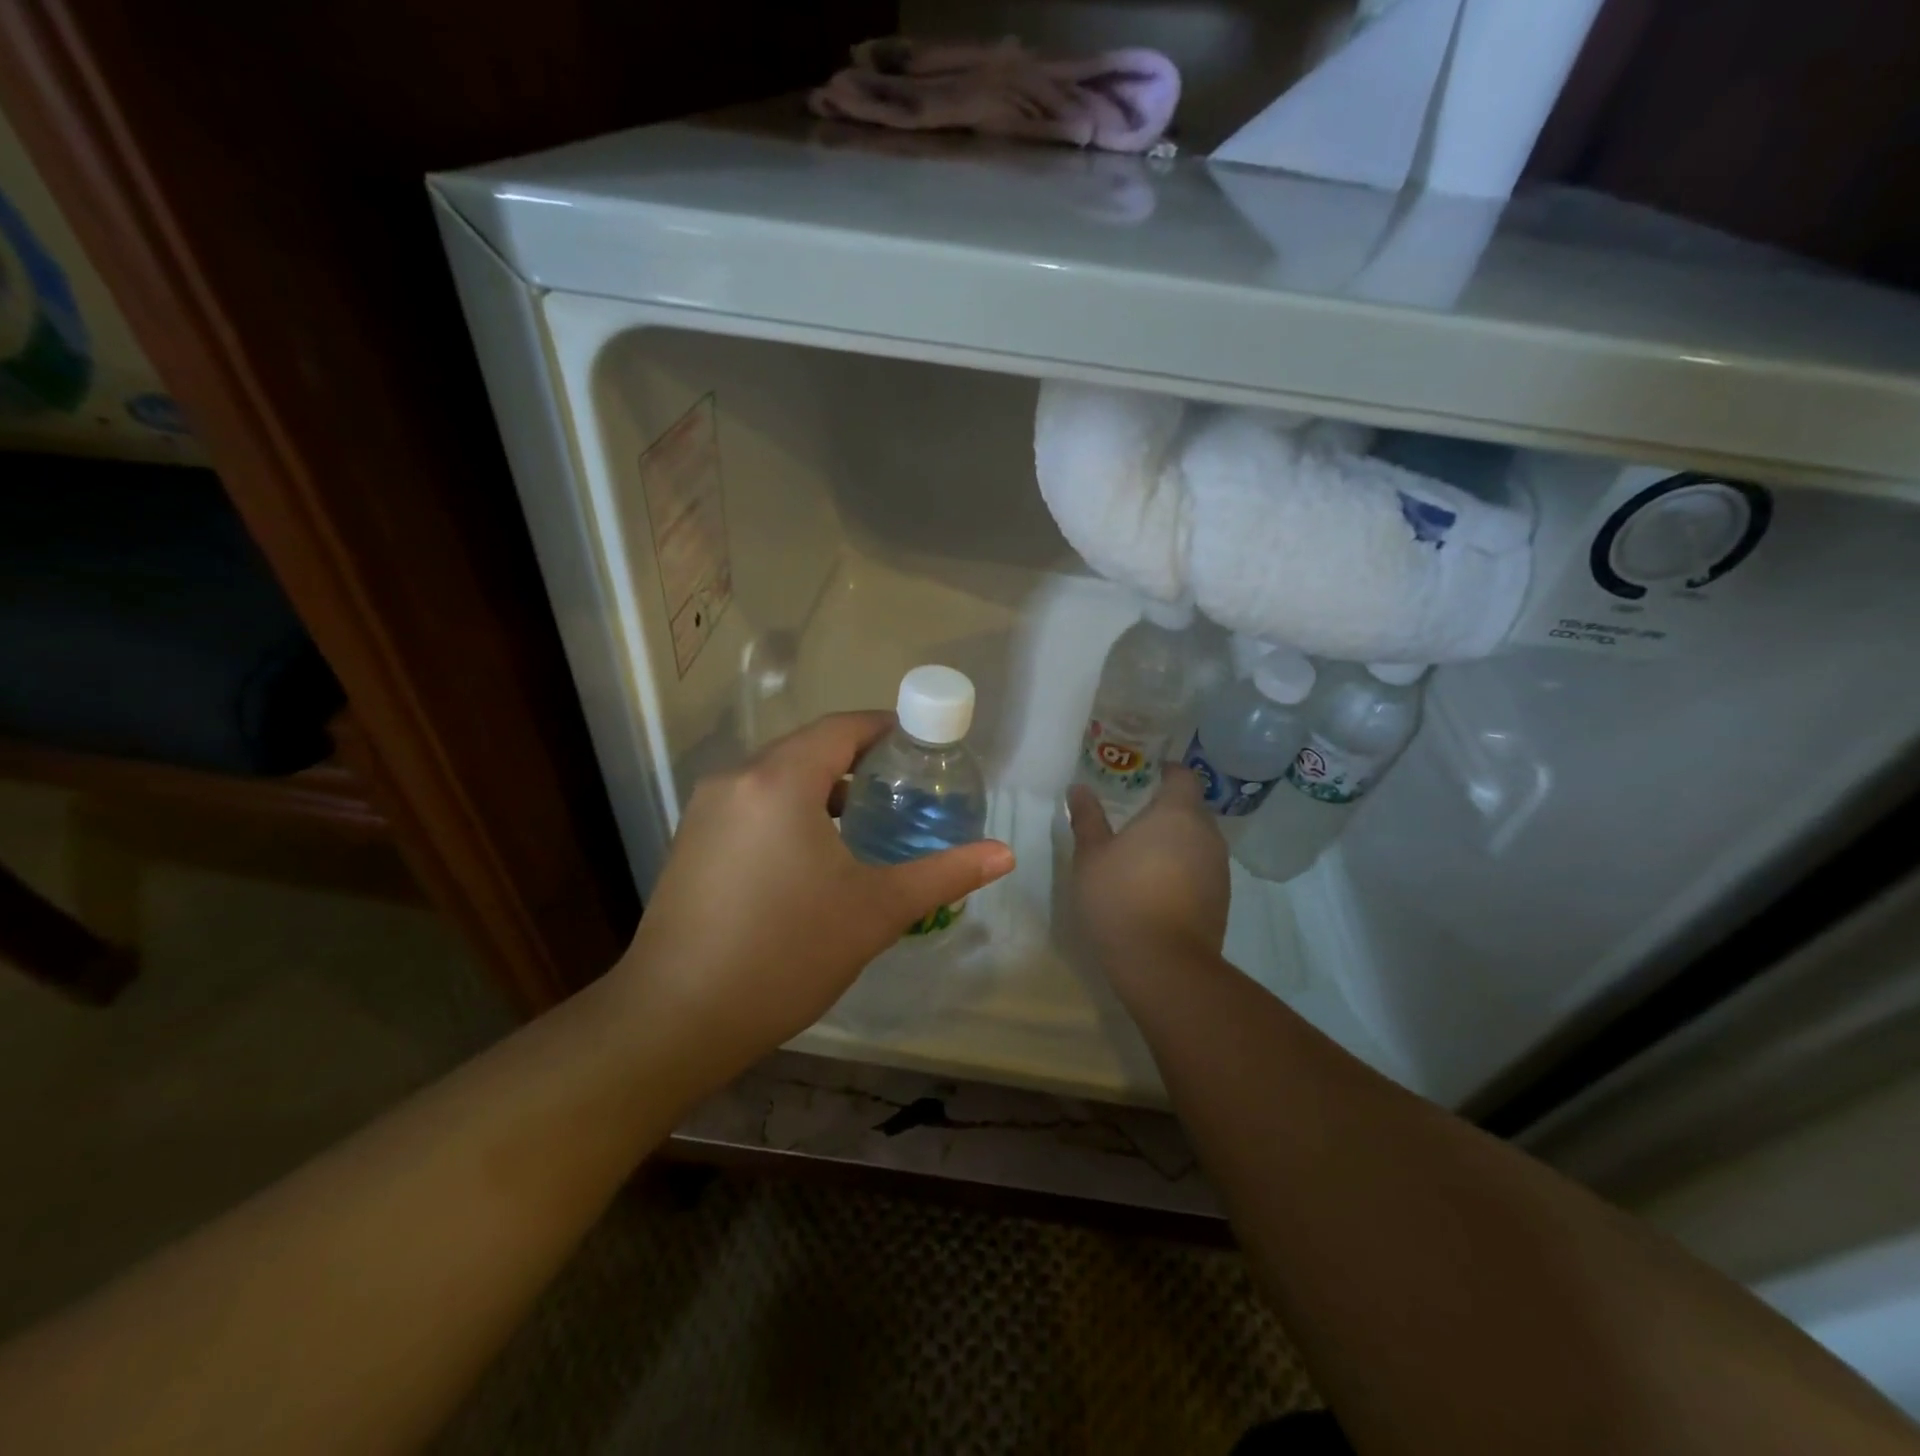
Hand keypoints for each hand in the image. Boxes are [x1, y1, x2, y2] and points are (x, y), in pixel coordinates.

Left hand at [615, 712, 1014, 1085]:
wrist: (676, 1019)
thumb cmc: (786, 954)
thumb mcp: (875, 911)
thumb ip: (944, 874)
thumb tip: (1005, 854)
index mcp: (780, 780)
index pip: (841, 728)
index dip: (885, 728)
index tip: (923, 747)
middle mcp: (736, 779)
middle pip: (808, 748)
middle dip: (859, 760)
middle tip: (905, 787)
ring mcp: (706, 810)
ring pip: (777, 777)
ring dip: (823, 787)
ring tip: (867, 820)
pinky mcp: (691, 841)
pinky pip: (752, 803)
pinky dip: (789, 809)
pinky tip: (813, 854)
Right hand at [1066, 768, 1229, 983]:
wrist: (1163, 963)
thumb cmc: (1120, 897)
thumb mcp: (1091, 856)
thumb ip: (1087, 818)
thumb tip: (1078, 788)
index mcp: (1177, 813)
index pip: (1184, 776)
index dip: (1167, 772)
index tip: (1146, 776)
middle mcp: (1206, 834)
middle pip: (1192, 808)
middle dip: (1168, 808)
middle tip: (1135, 817)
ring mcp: (1219, 867)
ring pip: (1199, 840)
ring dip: (1177, 841)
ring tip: (1144, 854)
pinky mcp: (1222, 898)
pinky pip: (1203, 868)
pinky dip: (1184, 868)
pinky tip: (1158, 886)